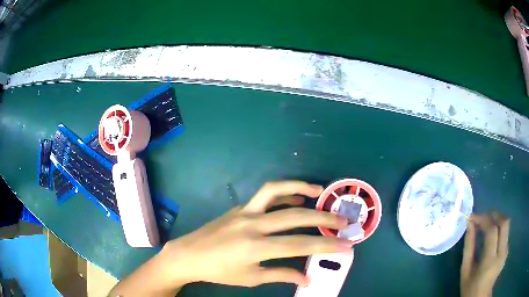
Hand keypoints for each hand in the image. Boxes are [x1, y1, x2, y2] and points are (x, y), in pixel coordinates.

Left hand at [158, 181, 350, 288]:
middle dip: (324, 218)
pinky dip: (283, 193)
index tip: (346, 245)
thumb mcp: (250, 278)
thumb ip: (281, 275)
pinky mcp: (240, 207)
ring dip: (301, 187)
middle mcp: (252, 225)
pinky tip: (296, 197)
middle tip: (343, 221)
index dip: (326, 245)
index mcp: (255, 247)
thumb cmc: (218, 271)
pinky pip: (265, 195)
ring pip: (276, 191)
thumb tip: (307, 278)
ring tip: (320, 191)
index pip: (299, 245)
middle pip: (295, 216)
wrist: (189, 255)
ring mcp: (245, 212)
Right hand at [460, 212, 509, 296]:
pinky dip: (499, 228)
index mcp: (490, 261)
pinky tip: (492, 235)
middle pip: (504, 223)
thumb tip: (469, 223)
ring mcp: (506, 251)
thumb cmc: (470, 287)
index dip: (483, 219)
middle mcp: (501, 253)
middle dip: (494, 215)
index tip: (473, 217)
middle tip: (483, 217)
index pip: (492, 231)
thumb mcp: (466, 270)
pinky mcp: (507, 250)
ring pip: (507, 225)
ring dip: (497, 220)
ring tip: (486, 224)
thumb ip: (469, 246)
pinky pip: (506, 232)